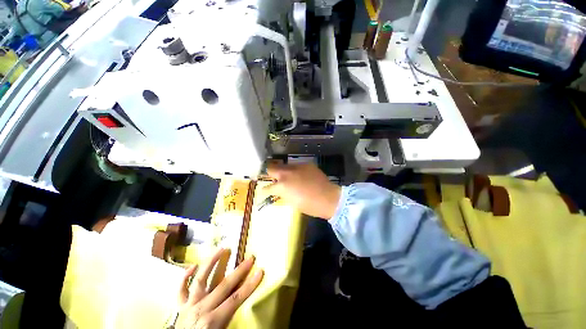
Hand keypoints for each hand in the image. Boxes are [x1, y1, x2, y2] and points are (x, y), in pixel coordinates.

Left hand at [176, 249, 263, 328]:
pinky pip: (181, 290)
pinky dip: (185, 277)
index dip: (250, 285)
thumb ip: (231, 320)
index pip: (236, 299)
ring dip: (211, 263)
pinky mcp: (180, 307)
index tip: (260, 271)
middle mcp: (201, 309)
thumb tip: (244, 307)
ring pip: (200, 280)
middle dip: (239, 271)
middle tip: (250, 258)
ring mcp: (189, 305)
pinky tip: (193, 265)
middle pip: (223, 286)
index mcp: (212, 320)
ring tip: (221, 249)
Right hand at [265, 163, 340, 218]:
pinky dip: (296, 171)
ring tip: (290, 178)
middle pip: (272, 168)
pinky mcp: (306, 164)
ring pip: (285, 166)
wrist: (328, 197)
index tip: (265, 190)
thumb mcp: (292, 202)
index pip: (268, 187)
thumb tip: (280, 190)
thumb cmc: (309, 205)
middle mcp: (287, 173)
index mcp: (282, 186)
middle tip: (275, 179)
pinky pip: (297, 166)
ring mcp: (297, 167)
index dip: (265, 189)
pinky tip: (302, 176)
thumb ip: (283, 193)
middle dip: (271, 173)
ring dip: (284, 171)